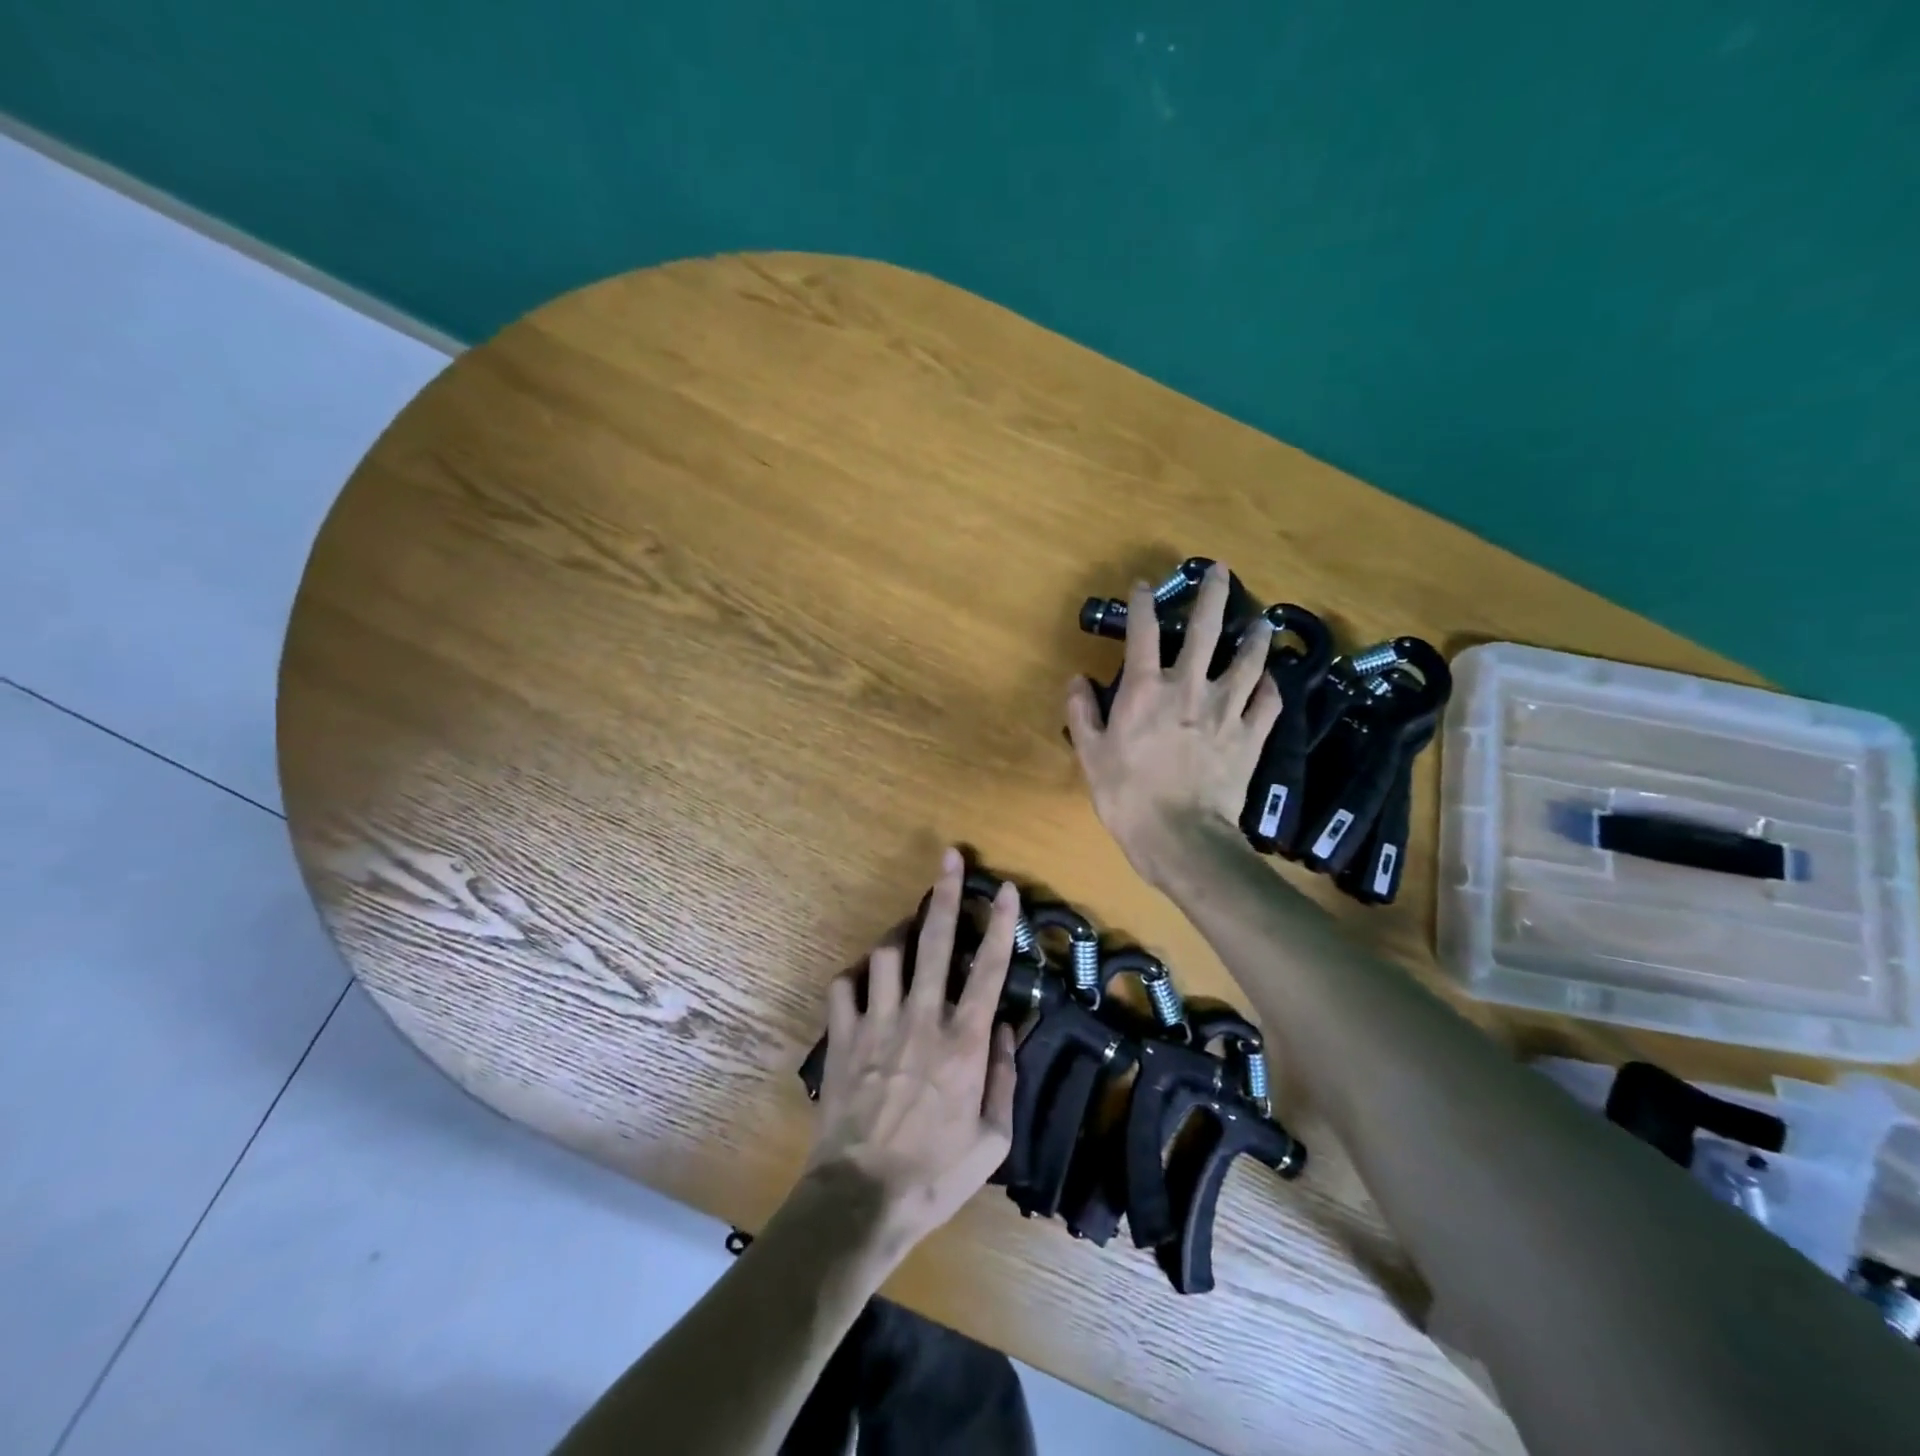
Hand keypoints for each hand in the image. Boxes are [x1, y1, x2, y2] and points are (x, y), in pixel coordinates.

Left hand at [805, 848, 1018, 1257]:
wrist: (863, 1198)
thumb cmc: (936, 1174)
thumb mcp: (993, 1139)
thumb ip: (1003, 1076)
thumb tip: (1006, 1026)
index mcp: (964, 1041)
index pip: (990, 968)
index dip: (1002, 924)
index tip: (1006, 889)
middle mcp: (922, 1019)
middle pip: (936, 941)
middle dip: (945, 894)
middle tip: (949, 858)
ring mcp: (878, 1023)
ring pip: (886, 953)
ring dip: (898, 935)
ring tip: (906, 931)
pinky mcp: (843, 1037)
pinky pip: (844, 986)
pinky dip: (855, 975)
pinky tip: (864, 978)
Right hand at [1066, 562, 1280, 886]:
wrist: (1180, 837)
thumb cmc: (1127, 796)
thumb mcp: (1091, 755)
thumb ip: (1082, 713)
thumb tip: (1076, 679)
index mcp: (1145, 690)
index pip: (1143, 633)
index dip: (1142, 605)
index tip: (1143, 586)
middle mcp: (1189, 688)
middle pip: (1206, 631)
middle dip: (1213, 595)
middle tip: (1220, 571)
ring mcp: (1225, 711)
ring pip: (1247, 662)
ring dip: (1254, 638)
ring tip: (1261, 622)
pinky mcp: (1250, 737)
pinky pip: (1267, 705)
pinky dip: (1270, 689)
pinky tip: (1271, 681)